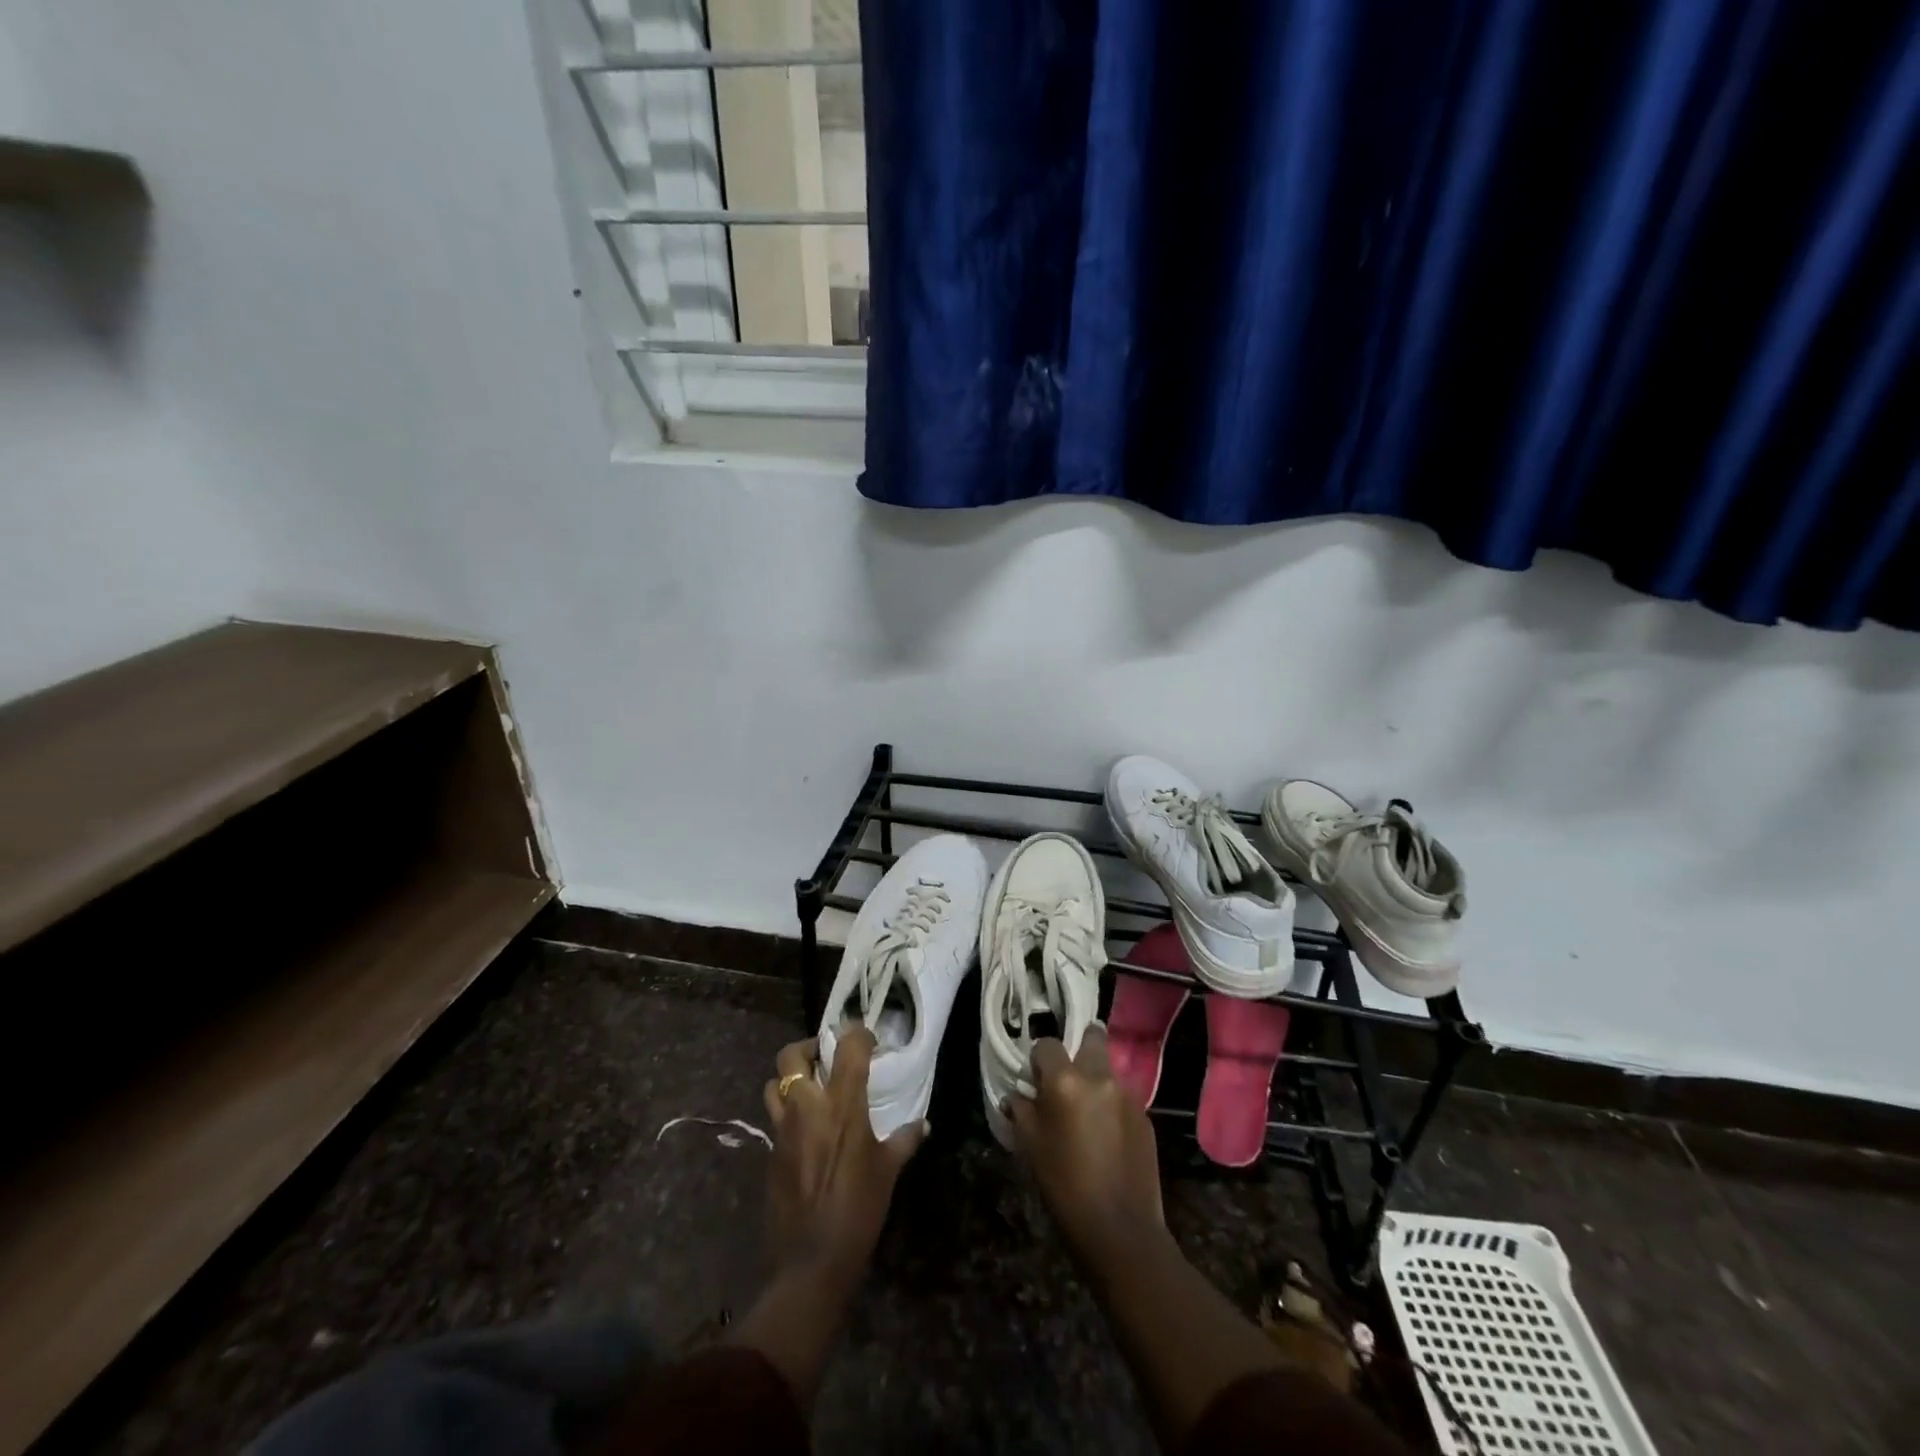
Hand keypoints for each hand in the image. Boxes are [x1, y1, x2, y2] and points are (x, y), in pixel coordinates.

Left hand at [761, 1030, 924, 1288]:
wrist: (811, 1263)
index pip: (847, 1047)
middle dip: (807, 1048)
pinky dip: (787, 1113)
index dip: (858, 1034)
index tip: (868, 1039)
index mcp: (842, 1104)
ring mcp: (782, 1130)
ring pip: (773, 1084)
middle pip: (791, 1056)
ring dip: (789, 1080)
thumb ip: (904, 1140)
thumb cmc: (858, 1211)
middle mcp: (807, 1107)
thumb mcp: (887, 1172)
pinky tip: (806, 1131)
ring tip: (810, 1090)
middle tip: (826, 1058)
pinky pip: (773, 1118)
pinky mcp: (769, 1153)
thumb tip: (923, 1125)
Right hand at [1006, 1025, 1164, 1262]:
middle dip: (1080, 1046)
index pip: (1048, 1044)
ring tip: (1087, 1112)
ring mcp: (1127, 1095)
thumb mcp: (1030, 1146)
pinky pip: (1123, 1097)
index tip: (1036, 1079)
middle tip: (1068, 1076)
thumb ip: (1021, 1110)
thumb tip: (1017, 1095)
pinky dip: (1112, 1105)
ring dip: (1097, 1079)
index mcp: (1065, 1080)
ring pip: (1109, 1069)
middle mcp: (1099, 1076)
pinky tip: (1107, 1136)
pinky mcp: (1146, 1116)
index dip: (1039, 1059)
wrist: (1119, 1229)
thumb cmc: (1064, 1185)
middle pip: (1092, 1036)